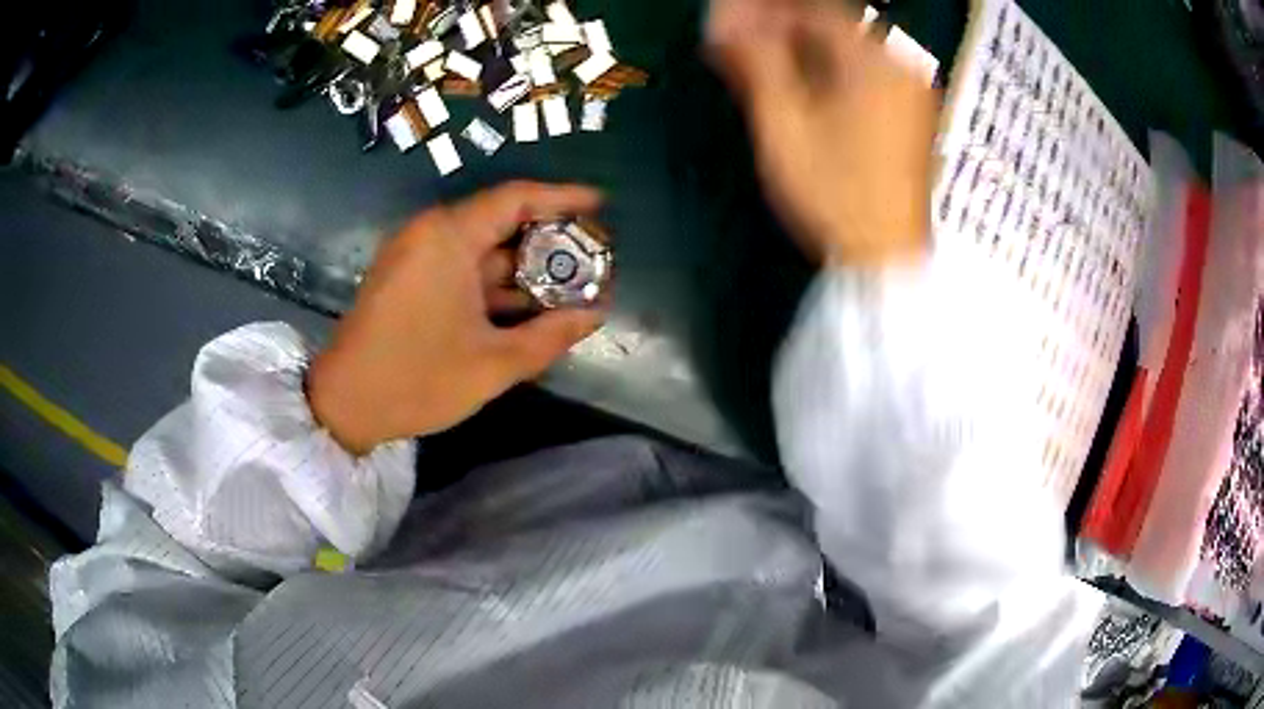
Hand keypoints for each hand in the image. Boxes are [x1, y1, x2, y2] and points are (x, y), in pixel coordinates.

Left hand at [308, 182, 604, 453]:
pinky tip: (527, 306)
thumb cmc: (416, 379)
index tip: (601, 205)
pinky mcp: (409, 278)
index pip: (516, 198)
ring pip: (482, 248)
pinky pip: (462, 267)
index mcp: (448, 237)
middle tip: (592, 257)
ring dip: (523, 267)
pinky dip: (495, 282)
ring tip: (570, 286)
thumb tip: (595, 315)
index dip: (563, 198)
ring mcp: (416, 256)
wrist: (344, 404)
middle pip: (501, 221)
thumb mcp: (493, 364)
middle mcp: (430, 233)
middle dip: (549, 239)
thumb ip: (550, 335)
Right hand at [707, 0, 936, 265]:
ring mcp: (909, 87)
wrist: (885, 255)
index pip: (812, 9)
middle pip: (831, 21)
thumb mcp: (784, 122)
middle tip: (737, 35)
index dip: (765, 9)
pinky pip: (862, 67)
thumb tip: (723, 16)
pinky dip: (826, 63)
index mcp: (873, 57)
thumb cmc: (834, 190)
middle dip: (779, 22)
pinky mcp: (908, 110)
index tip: (727, 15)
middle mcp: (899, 62)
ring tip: (758, 54)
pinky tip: (797, 76)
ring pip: (846, 43)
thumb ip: (756, 59)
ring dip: (799, 41)